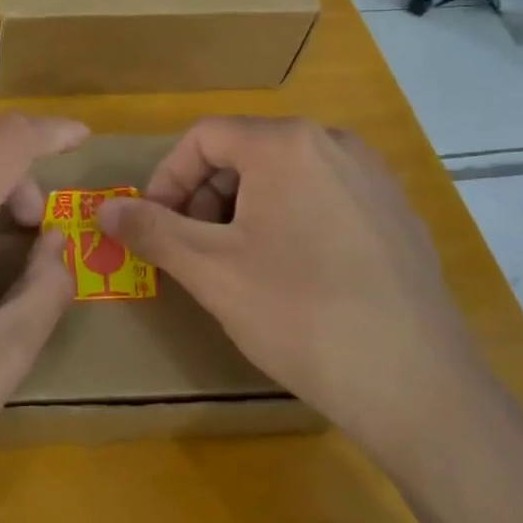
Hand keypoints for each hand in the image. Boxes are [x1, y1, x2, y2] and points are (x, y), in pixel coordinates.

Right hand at [95, 117, 496, 475]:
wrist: (418, 386)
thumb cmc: (300, 315)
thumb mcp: (211, 271)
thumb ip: (152, 230)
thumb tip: (104, 210)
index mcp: (286, 143)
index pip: (204, 137)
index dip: (167, 177)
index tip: (154, 225)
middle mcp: (333, 142)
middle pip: (246, 151)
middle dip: (206, 195)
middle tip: (194, 248)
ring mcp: (372, 175)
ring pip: (285, 174)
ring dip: (245, 208)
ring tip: (240, 264)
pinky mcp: (395, 211)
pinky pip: (324, 195)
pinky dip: (290, 218)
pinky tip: (294, 274)